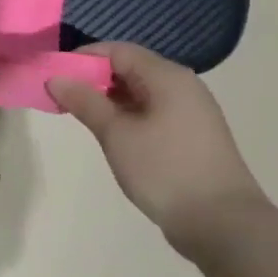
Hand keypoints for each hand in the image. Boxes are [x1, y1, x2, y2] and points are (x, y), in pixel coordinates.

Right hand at [47, 42, 266, 254]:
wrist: (223, 225)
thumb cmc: (165, 170)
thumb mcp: (116, 133)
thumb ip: (84, 101)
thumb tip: (55, 78)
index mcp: (167, 77)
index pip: (117, 51)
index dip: (82, 58)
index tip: (54, 76)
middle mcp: (182, 87)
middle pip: (129, 68)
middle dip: (92, 78)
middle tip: (61, 97)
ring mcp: (190, 112)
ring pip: (139, 91)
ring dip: (107, 98)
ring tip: (79, 116)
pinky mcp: (190, 136)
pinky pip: (150, 111)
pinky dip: (125, 114)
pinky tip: (109, 133)